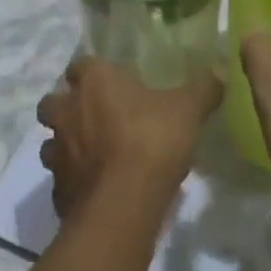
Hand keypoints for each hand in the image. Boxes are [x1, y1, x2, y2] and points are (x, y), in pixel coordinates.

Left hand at [37, 59, 220, 222]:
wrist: (123, 206)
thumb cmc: (152, 141)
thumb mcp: (188, 110)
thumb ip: (203, 88)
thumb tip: (220, 72)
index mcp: (94, 82)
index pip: (81, 64)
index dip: (93, 72)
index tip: (110, 81)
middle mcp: (67, 111)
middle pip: (53, 102)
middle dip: (66, 107)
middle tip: (93, 117)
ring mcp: (57, 152)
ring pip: (51, 142)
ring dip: (65, 146)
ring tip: (93, 156)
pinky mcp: (57, 191)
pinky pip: (61, 181)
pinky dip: (74, 183)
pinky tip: (96, 191)